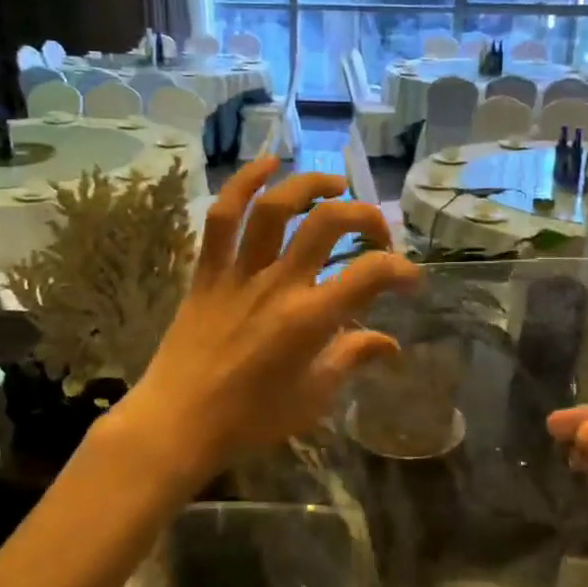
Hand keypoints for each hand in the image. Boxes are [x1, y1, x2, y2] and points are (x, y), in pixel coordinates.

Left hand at [123, 159, 419, 489]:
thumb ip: (352, 359)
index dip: (401, 268)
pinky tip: (267, 164)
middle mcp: (278, 284)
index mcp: (310, 319)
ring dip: (310, 185)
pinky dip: (243, 183)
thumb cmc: (250, 418)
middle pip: (328, 224)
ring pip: (276, 208)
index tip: (410, 279)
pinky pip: (223, 217)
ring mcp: (240, 272)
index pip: (370, 274)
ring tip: (335, 185)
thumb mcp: (314, 398)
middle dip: (365, 216)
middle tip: (376, 232)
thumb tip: (390, 343)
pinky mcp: (208, 270)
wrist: (177, 422)